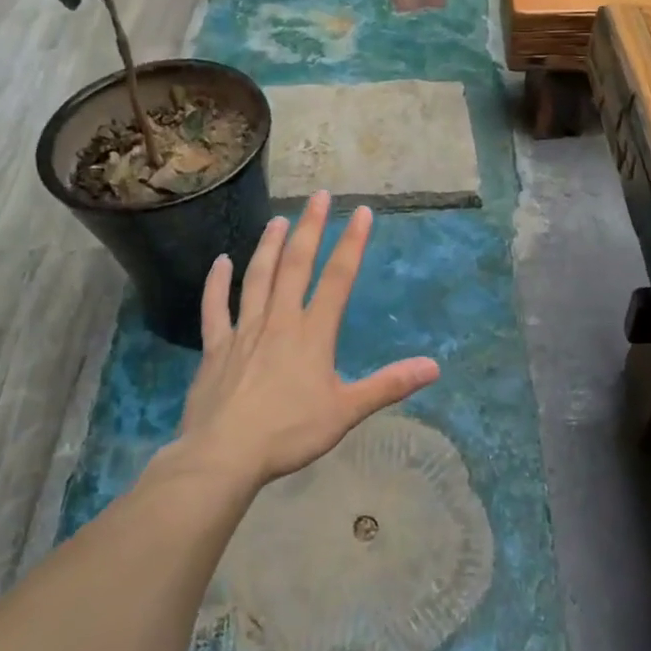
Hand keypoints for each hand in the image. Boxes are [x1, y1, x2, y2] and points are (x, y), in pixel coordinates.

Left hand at [175, 191, 440, 487]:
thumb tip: (434, 367)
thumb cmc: (290, 432)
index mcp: (313, 334)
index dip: (352, 244)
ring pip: (258, 278)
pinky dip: (218, 284)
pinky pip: (216, 308)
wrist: (225, 454)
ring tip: (279, 219)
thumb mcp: (347, 411)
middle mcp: (279, 321)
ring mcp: (244, 331)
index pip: (338, 279)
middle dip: (310, 228)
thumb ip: (389, 385)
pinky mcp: (216, 348)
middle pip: (295, 265)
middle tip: (319, 196)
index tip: (362, 212)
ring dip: (268, 246)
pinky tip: (221, 262)